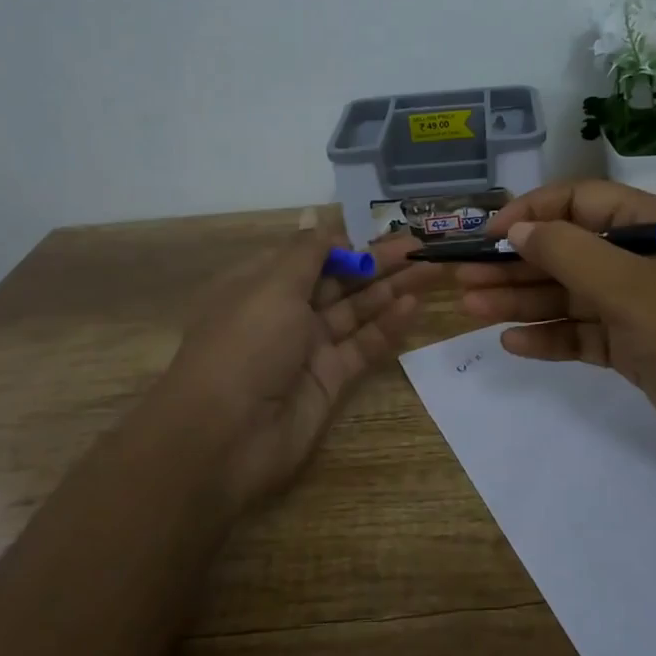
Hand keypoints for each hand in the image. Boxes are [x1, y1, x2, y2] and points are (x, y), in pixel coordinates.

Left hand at [161, 215, 433, 508]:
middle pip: (339, 280)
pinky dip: (387, 325)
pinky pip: (363, 345)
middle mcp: (285, 312)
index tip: (377, 234)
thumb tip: (317, 218)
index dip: (343, 244)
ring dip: (391, 289)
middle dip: (377, 263)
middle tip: (420, 246)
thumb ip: (306, 253)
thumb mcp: (272, 286)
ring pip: (357, 310)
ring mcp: (309, 348)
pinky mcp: (330, 380)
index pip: (308, 255)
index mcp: (261, 284)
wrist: (224, 438)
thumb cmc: (245, 345)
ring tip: (431, 268)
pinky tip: (413, 305)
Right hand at [455, 180, 655, 472]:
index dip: (530, 212)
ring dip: (521, 299)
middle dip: (515, 263)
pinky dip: (549, 336)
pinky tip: (513, 342)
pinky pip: (580, 332)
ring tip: (471, 307)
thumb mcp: (631, 288)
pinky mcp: (633, 346)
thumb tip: (518, 230)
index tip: (488, 234)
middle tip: (464, 278)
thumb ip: (570, 253)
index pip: (577, 201)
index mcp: (647, 225)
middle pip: (564, 250)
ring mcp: (635, 304)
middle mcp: (638, 258)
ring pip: (567, 293)